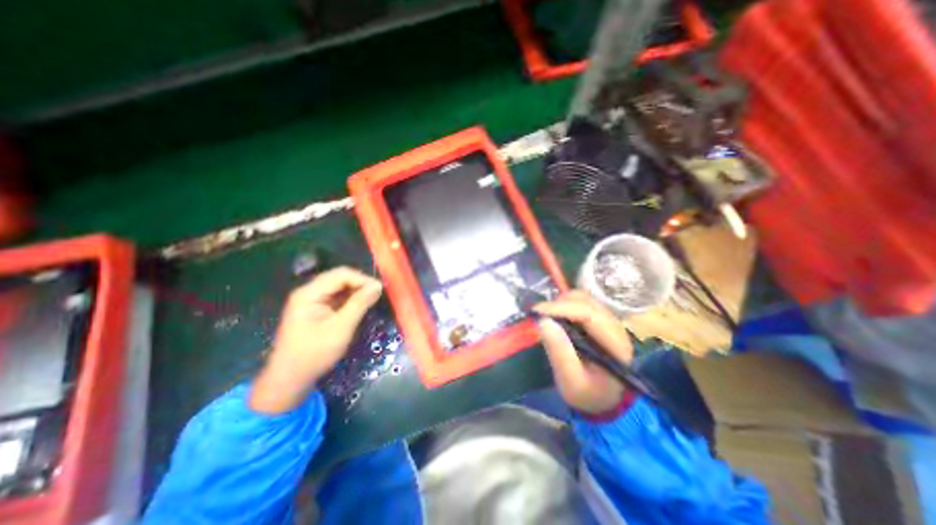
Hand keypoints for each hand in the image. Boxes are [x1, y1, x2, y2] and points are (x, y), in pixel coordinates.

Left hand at [251, 267, 380, 414]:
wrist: (290, 379)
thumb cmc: (315, 354)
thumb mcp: (341, 328)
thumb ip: (359, 304)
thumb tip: (378, 286)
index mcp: (309, 293)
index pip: (341, 274)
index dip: (362, 279)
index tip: (380, 290)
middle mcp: (309, 291)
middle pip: (339, 278)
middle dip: (360, 284)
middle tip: (377, 295)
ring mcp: (311, 300)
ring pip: (340, 286)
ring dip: (356, 291)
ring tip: (372, 300)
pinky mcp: (316, 308)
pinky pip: (337, 296)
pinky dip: (350, 299)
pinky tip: (360, 306)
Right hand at [534, 289, 635, 415]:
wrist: (605, 400)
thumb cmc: (589, 394)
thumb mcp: (572, 382)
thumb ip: (559, 353)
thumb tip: (542, 321)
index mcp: (615, 343)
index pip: (588, 314)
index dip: (560, 308)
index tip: (536, 311)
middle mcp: (615, 326)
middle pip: (586, 301)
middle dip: (559, 304)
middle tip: (539, 315)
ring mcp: (608, 320)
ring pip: (583, 298)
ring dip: (561, 302)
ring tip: (546, 316)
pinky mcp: (599, 320)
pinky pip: (581, 303)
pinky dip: (565, 305)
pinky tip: (556, 317)